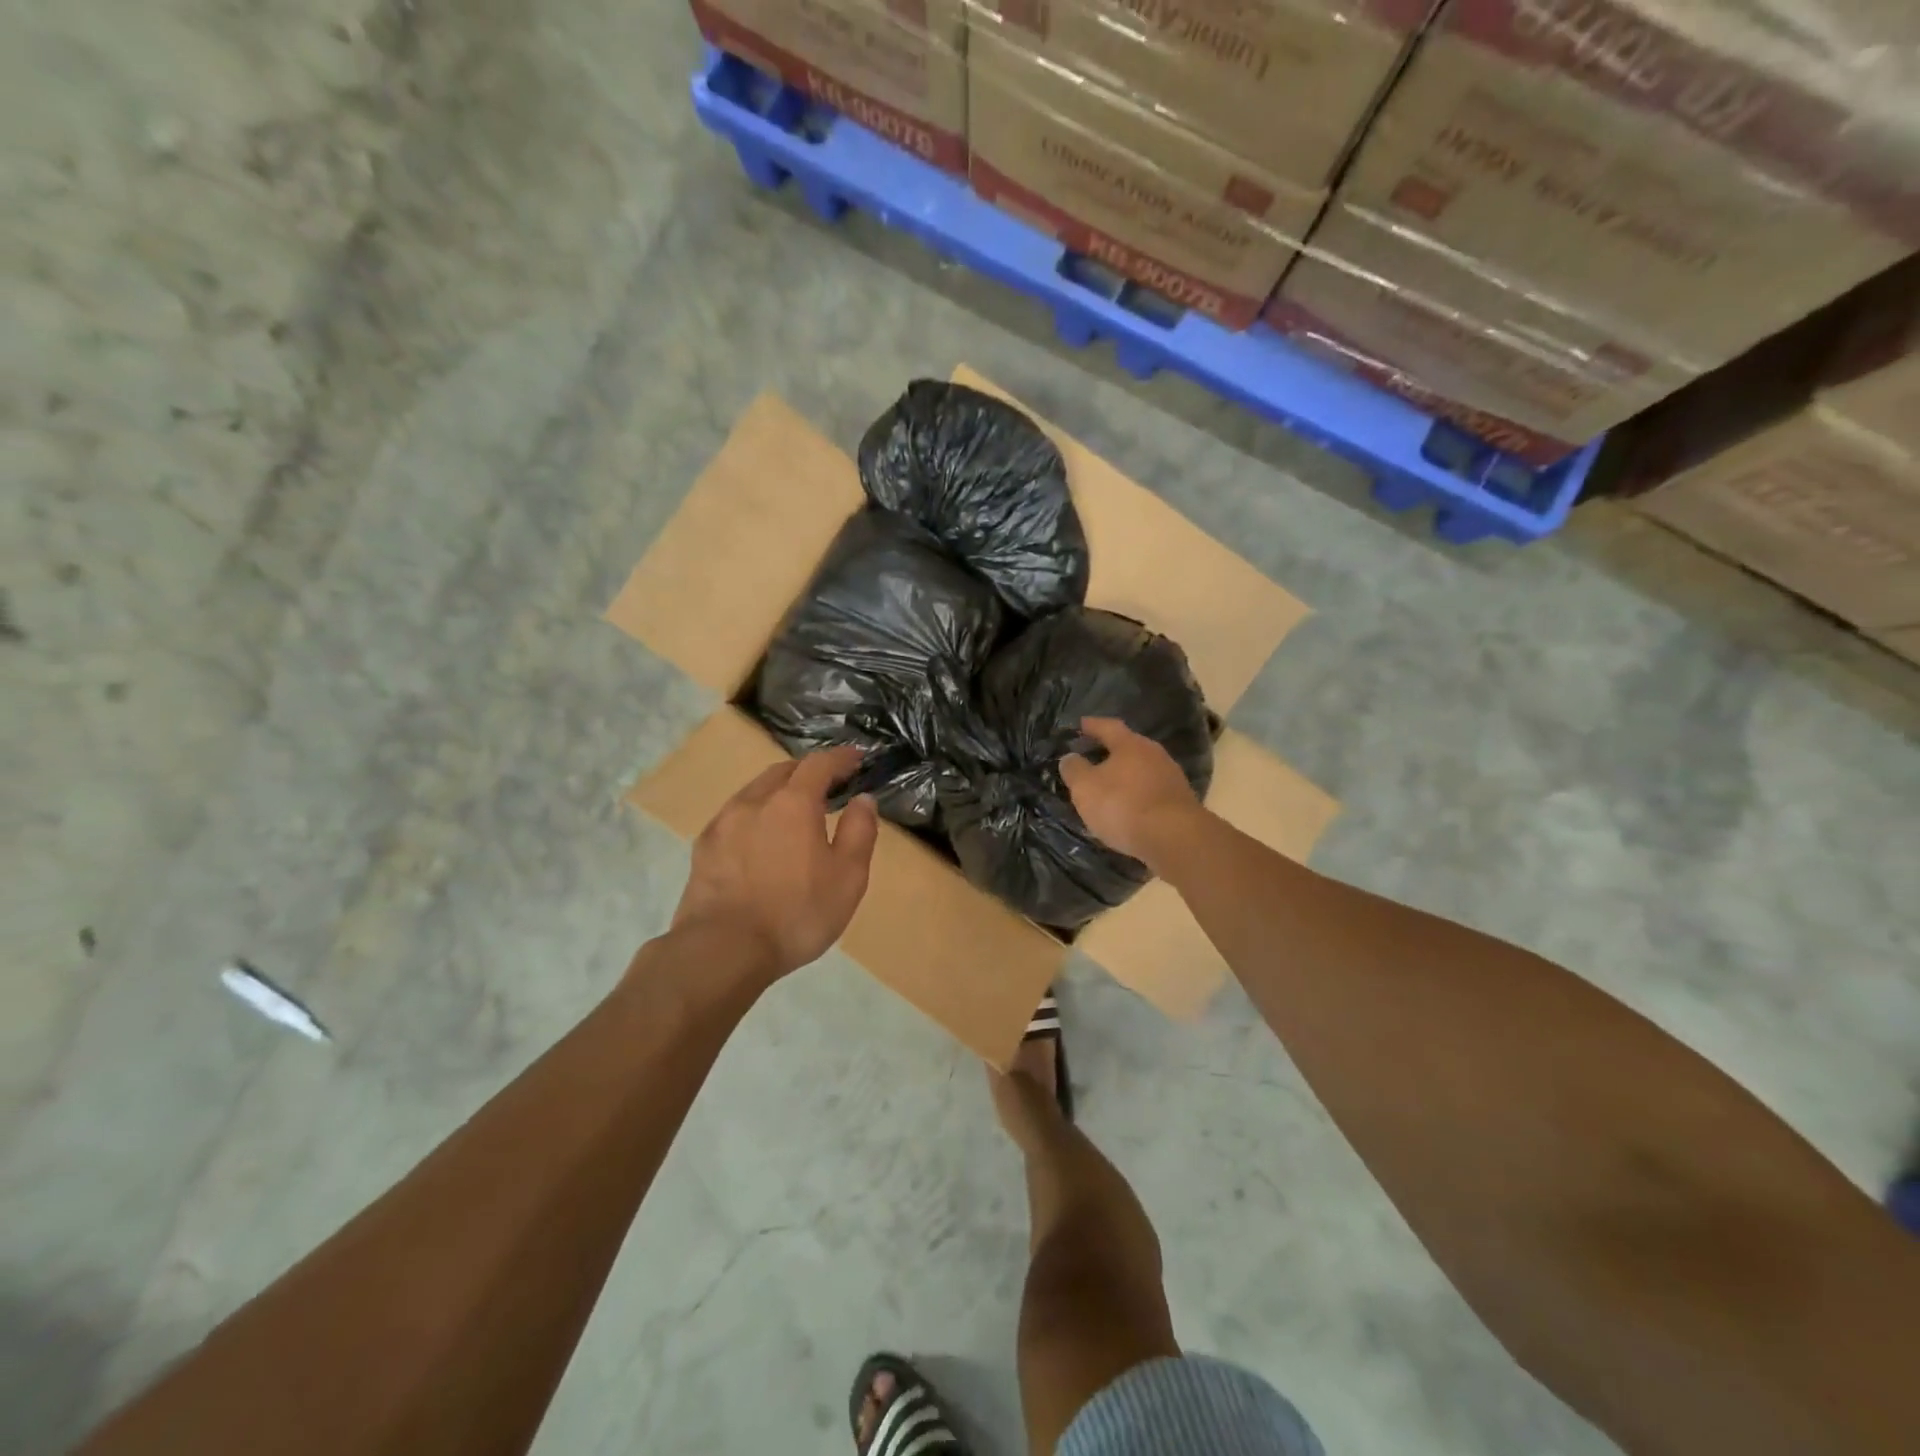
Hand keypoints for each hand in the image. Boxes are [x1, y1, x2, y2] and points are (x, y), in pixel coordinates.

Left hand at [672, 745, 879, 978]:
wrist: (722, 950)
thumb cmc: (795, 913)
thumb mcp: (848, 877)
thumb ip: (859, 832)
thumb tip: (863, 799)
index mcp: (793, 803)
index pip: (819, 764)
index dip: (840, 758)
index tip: (856, 759)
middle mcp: (755, 802)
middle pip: (782, 771)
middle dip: (808, 772)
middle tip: (827, 786)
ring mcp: (723, 823)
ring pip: (755, 792)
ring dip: (778, 792)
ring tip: (793, 812)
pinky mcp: (703, 848)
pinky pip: (735, 817)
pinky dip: (755, 816)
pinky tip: (760, 840)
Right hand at [1059, 717, 1205, 871]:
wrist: (1175, 838)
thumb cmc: (1123, 806)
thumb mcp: (1086, 788)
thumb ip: (1074, 769)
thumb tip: (1070, 757)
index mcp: (1130, 744)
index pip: (1108, 727)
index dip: (1093, 725)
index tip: (1081, 724)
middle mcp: (1155, 754)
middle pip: (1129, 748)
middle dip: (1111, 752)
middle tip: (1093, 758)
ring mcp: (1172, 778)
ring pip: (1142, 770)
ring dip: (1126, 777)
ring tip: (1109, 787)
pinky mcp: (1181, 802)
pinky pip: (1152, 792)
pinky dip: (1138, 796)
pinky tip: (1129, 809)